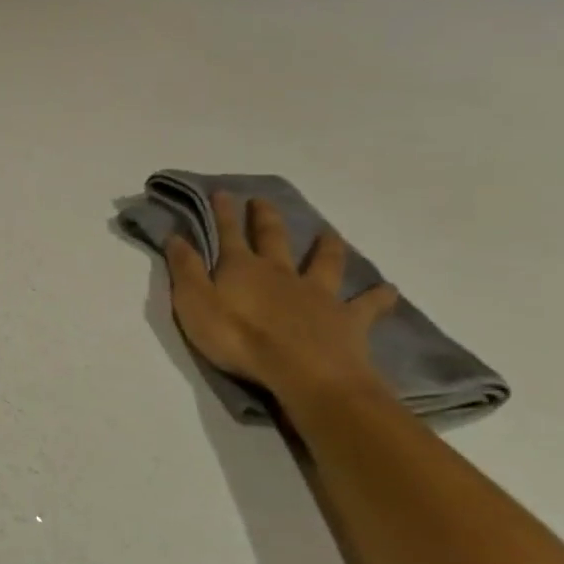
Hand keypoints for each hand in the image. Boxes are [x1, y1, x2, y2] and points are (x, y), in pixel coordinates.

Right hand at [165, 192, 395, 404]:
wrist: (303, 372)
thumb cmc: (238, 338)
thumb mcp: (194, 303)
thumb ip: (184, 270)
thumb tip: (175, 236)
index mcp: (242, 268)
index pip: (228, 234)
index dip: (224, 213)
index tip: (223, 192)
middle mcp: (281, 272)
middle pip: (273, 238)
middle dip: (265, 218)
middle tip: (263, 200)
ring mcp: (317, 294)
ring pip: (323, 262)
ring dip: (326, 246)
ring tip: (329, 232)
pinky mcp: (347, 319)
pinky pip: (367, 305)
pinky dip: (378, 296)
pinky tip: (388, 290)